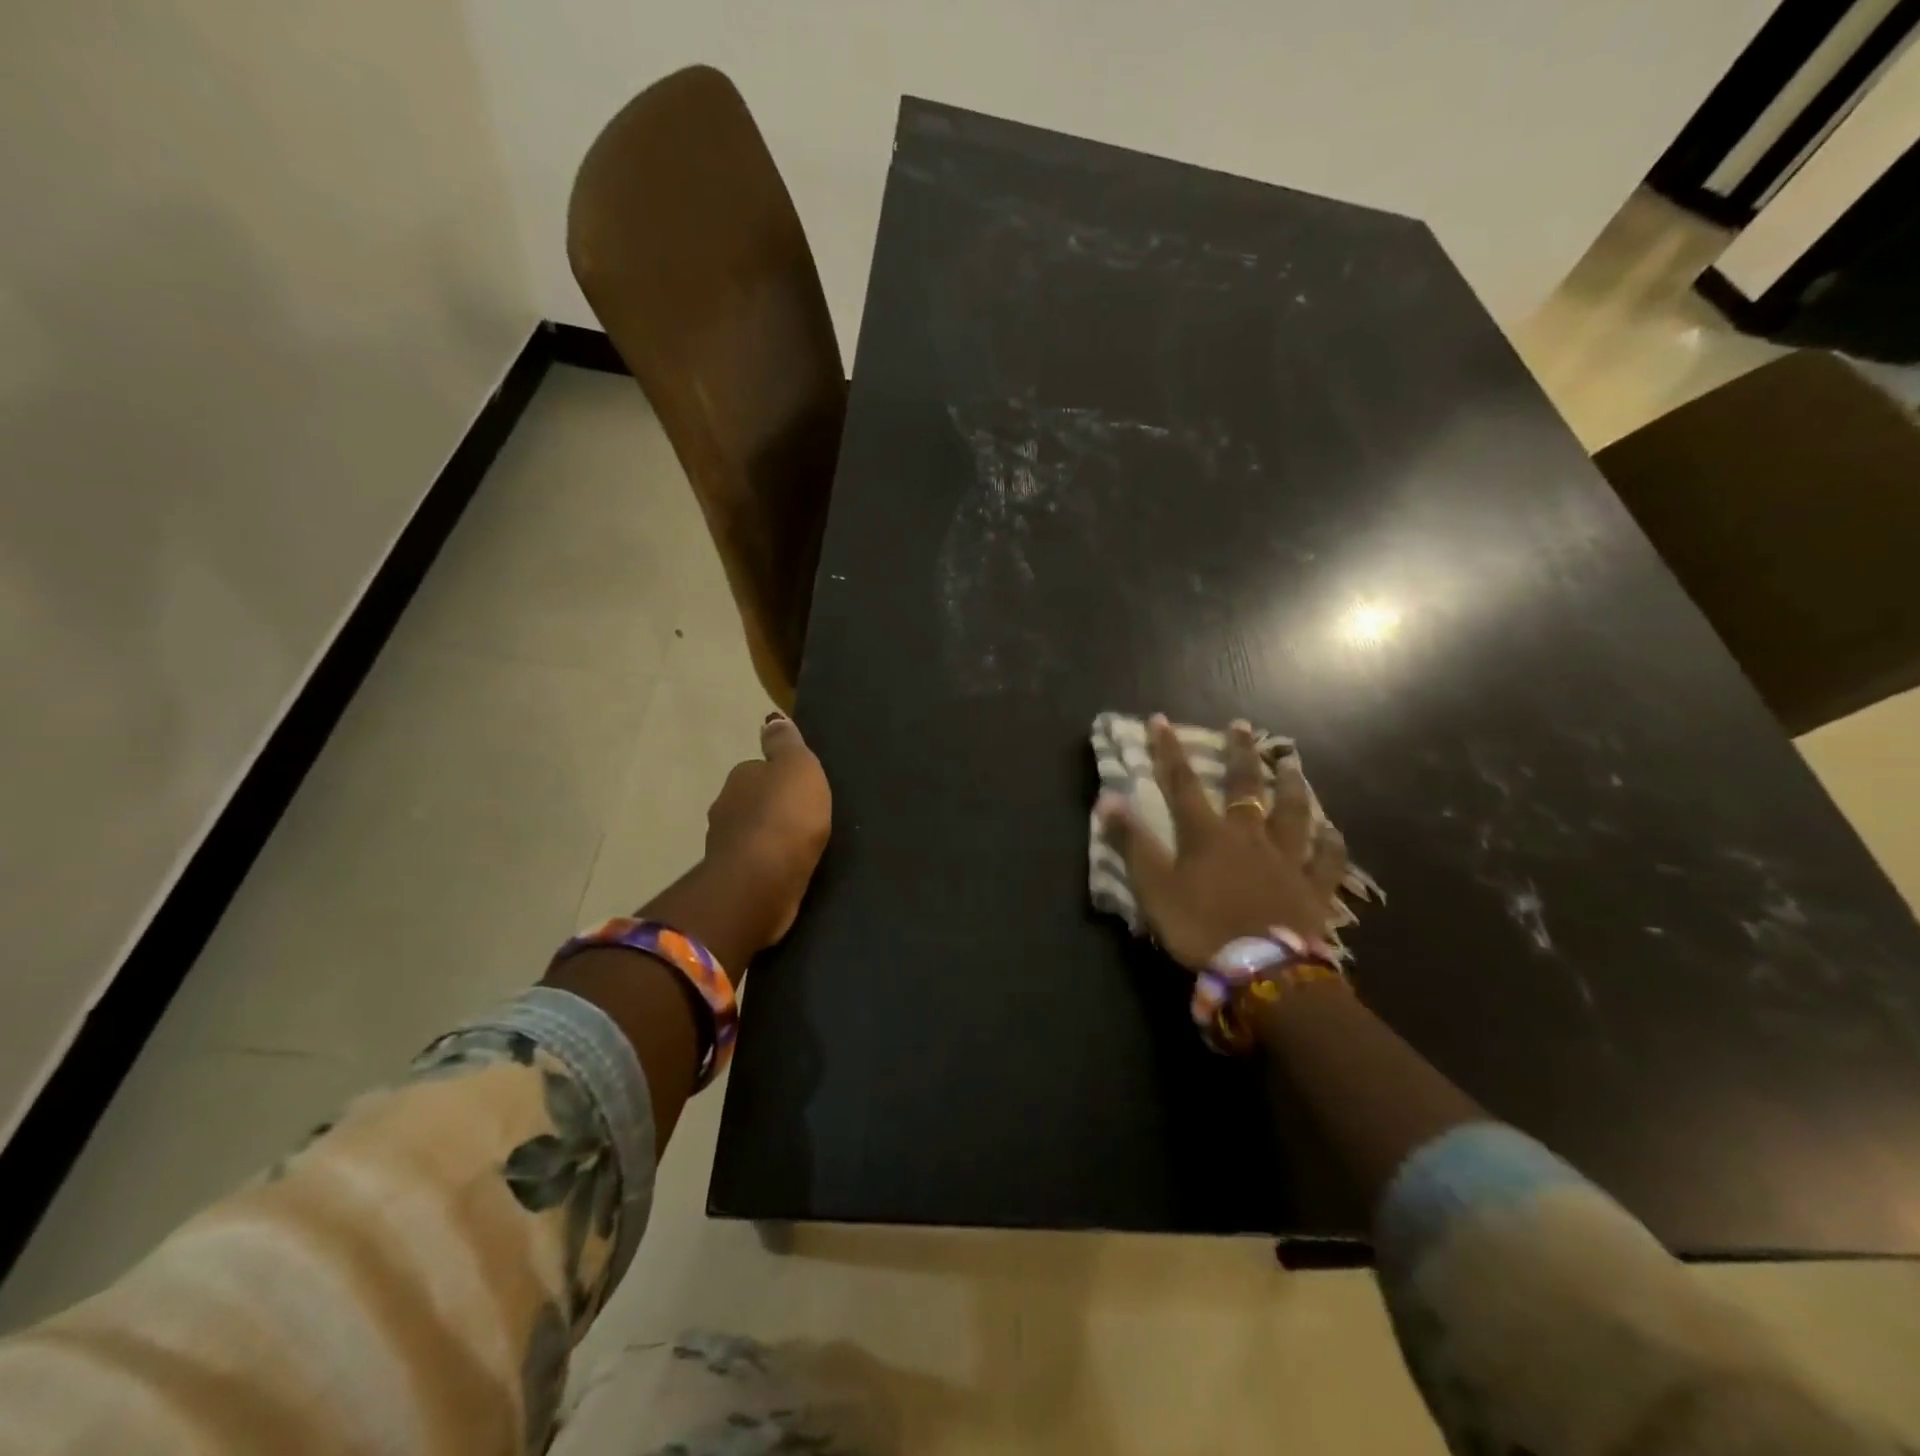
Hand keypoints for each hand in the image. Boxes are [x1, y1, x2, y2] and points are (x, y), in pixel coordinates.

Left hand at [704, 712, 832, 945]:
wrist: (762, 881)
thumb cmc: (785, 816)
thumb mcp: (797, 767)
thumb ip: (786, 744)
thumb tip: (771, 720)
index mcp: (740, 777)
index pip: (757, 769)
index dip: (777, 775)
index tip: (799, 786)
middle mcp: (725, 808)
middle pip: (750, 801)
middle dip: (771, 807)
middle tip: (803, 816)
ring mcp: (726, 847)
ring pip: (750, 834)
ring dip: (768, 837)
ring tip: (797, 845)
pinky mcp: (735, 880)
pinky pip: (755, 864)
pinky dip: (768, 864)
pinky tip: (786, 868)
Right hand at [1097, 715, 1347, 970]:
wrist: (1263, 970)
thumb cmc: (1201, 927)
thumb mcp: (1153, 887)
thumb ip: (1132, 843)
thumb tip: (1108, 798)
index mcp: (1207, 835)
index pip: (1182, 784)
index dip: (1169, 751)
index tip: (1161, 720)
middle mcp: (1249, 837)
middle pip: (1245, 787)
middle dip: (1240, 754)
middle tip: (1242, 726)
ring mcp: (1286, 860)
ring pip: (1293, 813)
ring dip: (1291, 786)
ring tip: (1292, 763)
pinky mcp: (1314, 889)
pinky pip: (1327, 860)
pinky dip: (1330, 843)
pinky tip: (1334, 830)